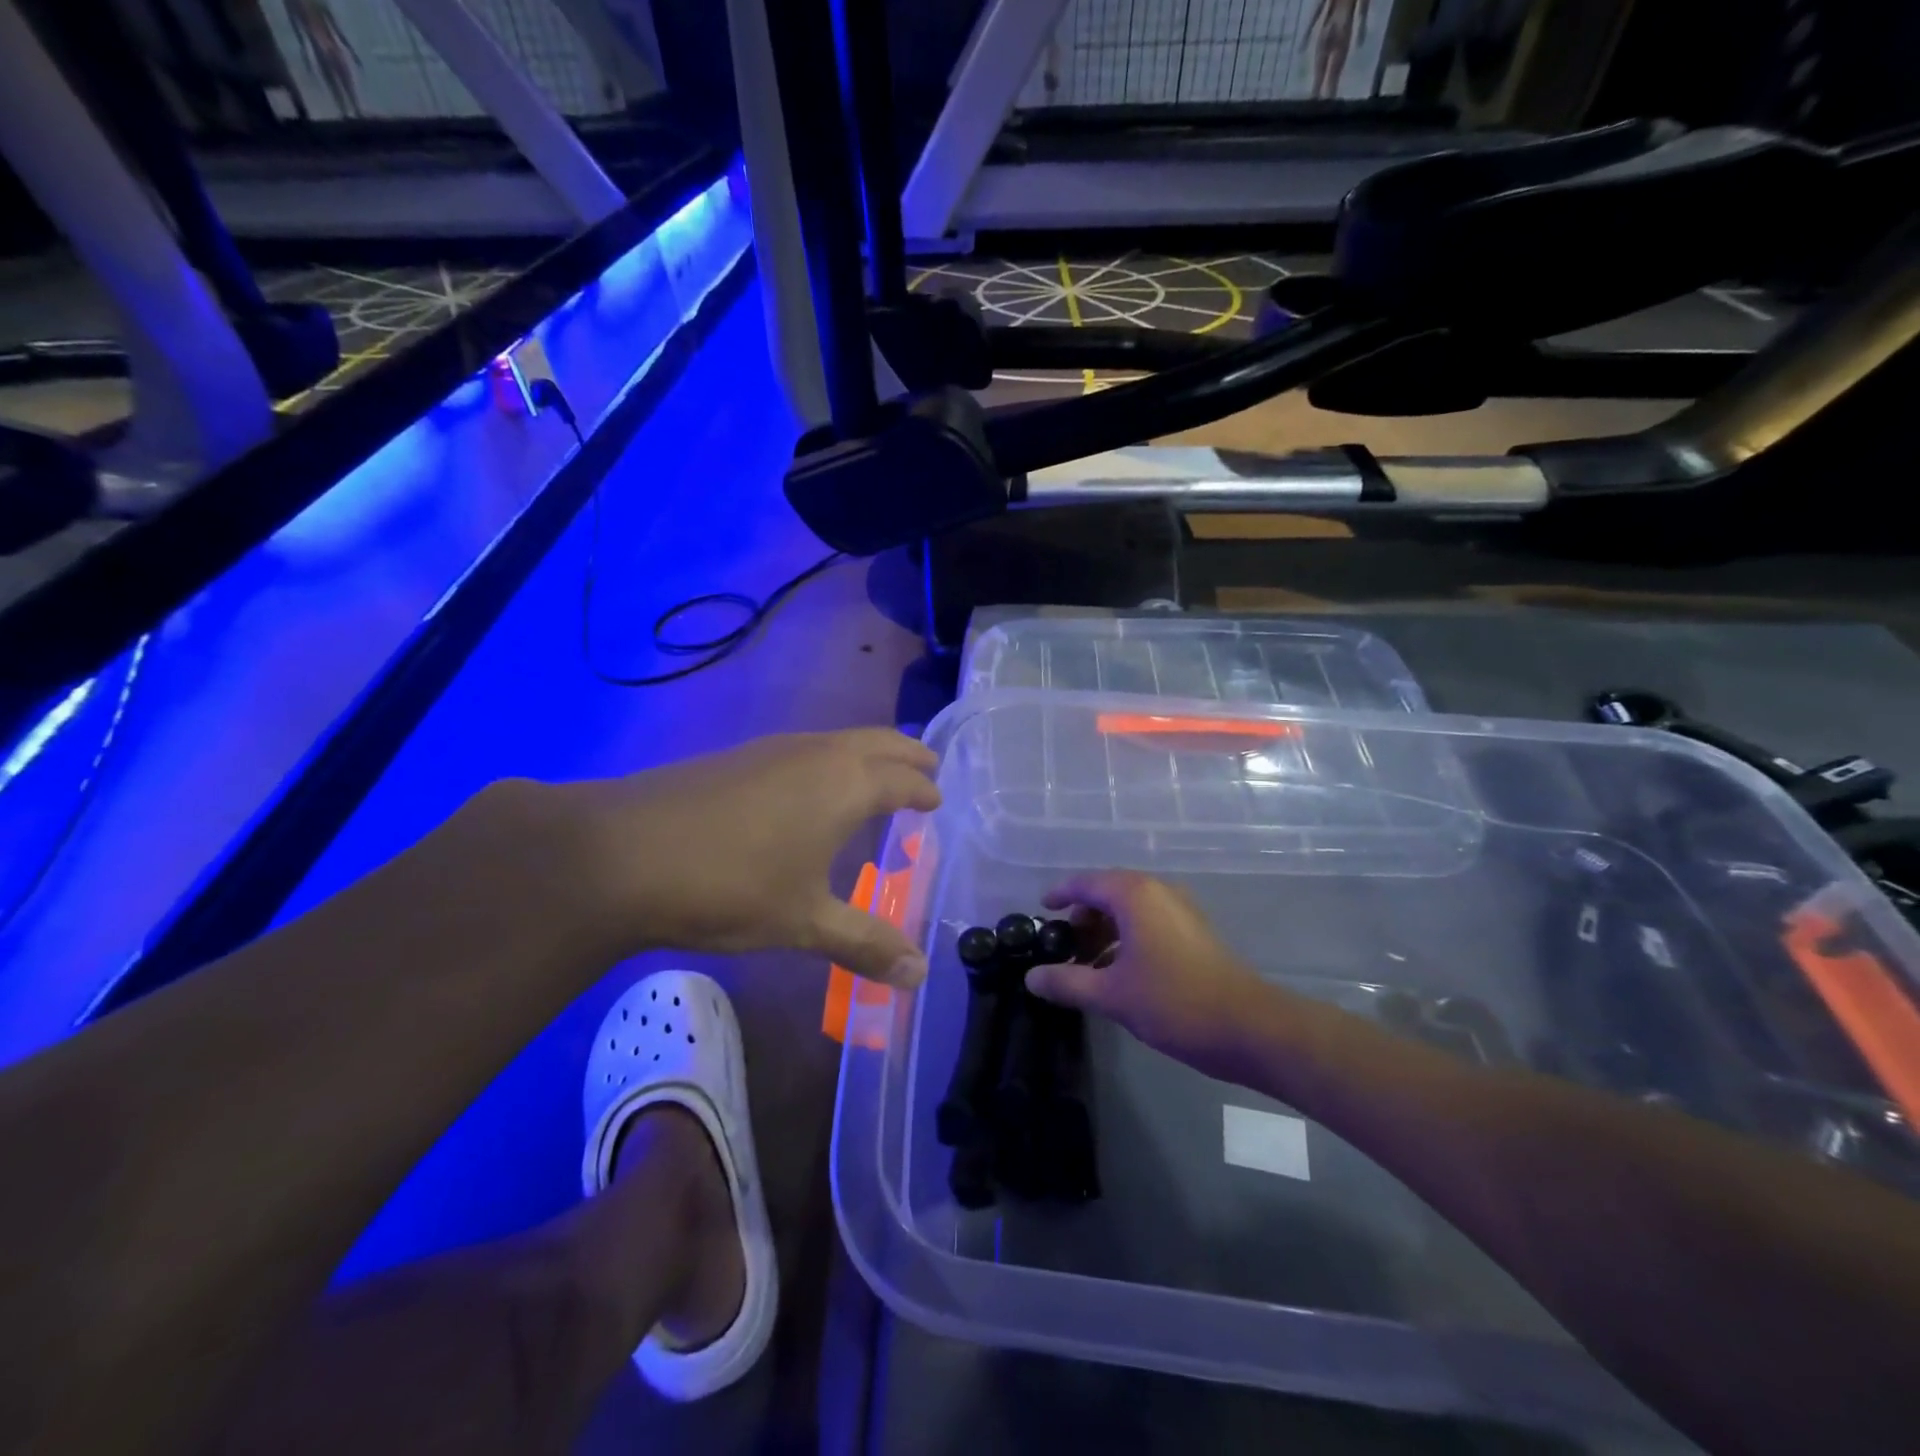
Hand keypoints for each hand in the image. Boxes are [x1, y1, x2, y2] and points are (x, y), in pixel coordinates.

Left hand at [529, 730, 940, 985]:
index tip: (936, 799)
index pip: (902, 778)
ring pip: (836, 741)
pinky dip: (827, 761)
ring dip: (864, 754)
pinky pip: (802, 750)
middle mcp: (815, 754)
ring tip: (874, 778)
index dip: (923, 789)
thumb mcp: (805, 922)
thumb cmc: (731, 884)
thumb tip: (920, 975)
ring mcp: (770, 750)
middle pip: (875, 742)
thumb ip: (865, 943)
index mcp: (845, 784)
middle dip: (904, 753)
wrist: (620, 854)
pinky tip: (808, 791)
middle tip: (925, 766)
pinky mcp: (735, 758)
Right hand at [1026, 872, 1267, 1072]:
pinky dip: (1127, 937)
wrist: (1249, 1027)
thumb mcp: (1111, 994)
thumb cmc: (1174, 1002)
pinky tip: (1118, 971)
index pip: (1085, 882)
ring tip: (1086, 963)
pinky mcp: (1194, 931)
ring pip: (1130, 909)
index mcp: (1135, 895)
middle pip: (1108, 892)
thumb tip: (1031, 977)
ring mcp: (1180, 910)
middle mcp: (1158, 892)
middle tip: (1063, 945)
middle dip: (1082, 916)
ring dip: (1105, 929)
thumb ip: (1067, 982)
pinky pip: (1149, 922)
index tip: (1042, 910)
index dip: (1060, 894)